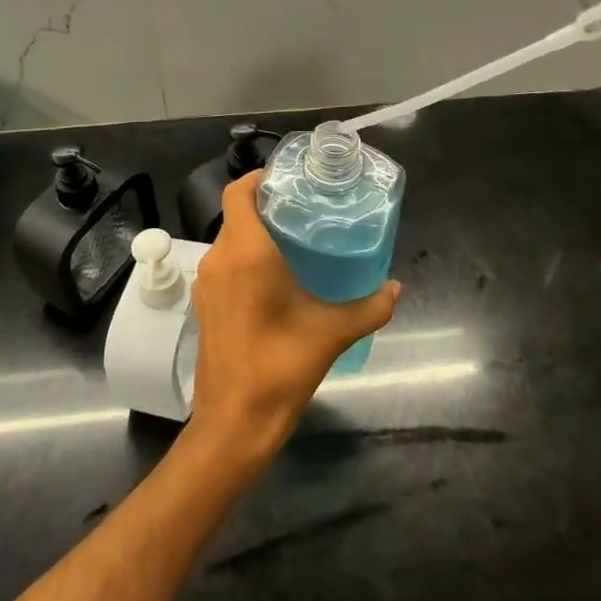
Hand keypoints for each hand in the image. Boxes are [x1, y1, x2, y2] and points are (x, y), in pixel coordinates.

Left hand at [187, 173, 400, 459]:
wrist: (234, 422)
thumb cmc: (281, 366)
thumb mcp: (333, 333)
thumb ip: (370, 307)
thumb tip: (396, 288)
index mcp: (246, 252)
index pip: (238, 193)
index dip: (258, 178)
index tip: (287, 180)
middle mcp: (219, 259)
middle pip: (236, 216)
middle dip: (266, 208)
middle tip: (303, 211)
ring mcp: (207, 284)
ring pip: (229, 242)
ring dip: (255, 235)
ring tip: (294, 242)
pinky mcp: (204, 307)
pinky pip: (224, 267)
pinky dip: (244, 261)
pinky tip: (275, 281)